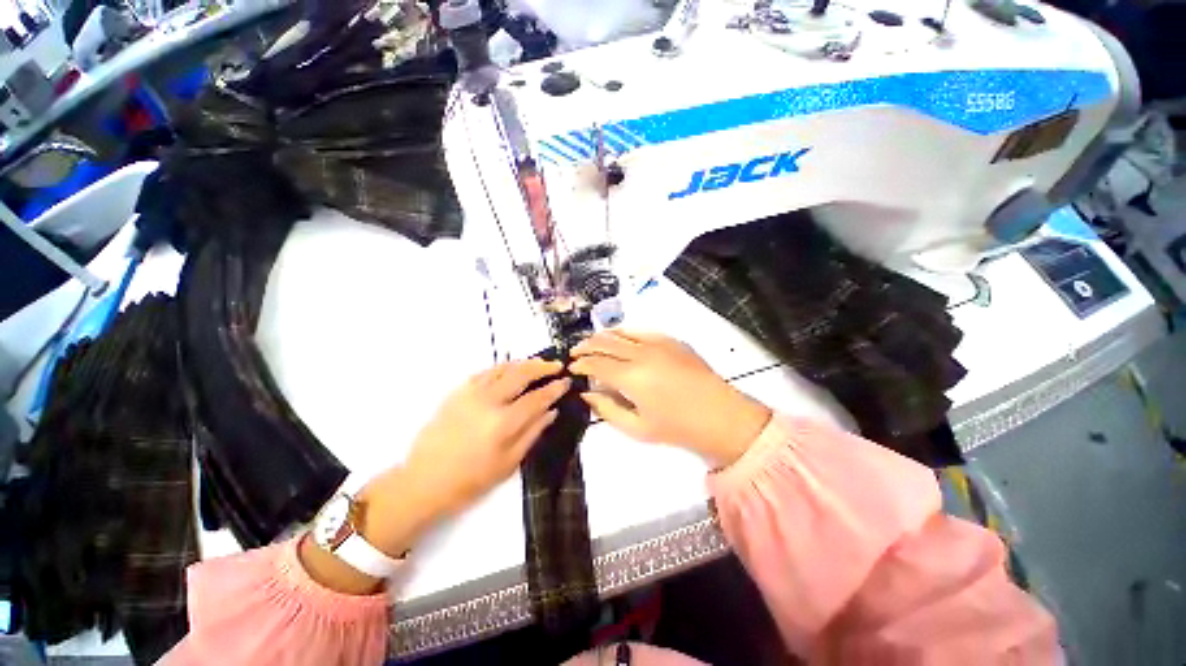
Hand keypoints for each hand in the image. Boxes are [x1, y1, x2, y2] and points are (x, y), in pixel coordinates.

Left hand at [396, 358, 569, 518]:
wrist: (424, 481)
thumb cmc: (470, 480)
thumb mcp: (509, 463)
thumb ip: (532, 432)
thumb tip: (551, 411)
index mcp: (504, 423)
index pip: (537, 398)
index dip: (554, 388)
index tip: (566, 381)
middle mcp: (488, 401)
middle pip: (521, 374)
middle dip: (542, 367)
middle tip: (556, 365)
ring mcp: (471, 393)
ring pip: (503, 368)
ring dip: (523, 363)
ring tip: (537, 363)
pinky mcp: (457, 392)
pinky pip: (484, 372)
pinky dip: (502, 367)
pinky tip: (510, 369)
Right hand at [571, 331, 770, 466]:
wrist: (721, 416)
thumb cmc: (677, 428)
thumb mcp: (636, 428)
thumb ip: (607, 409)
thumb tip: (587, 393)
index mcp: (631, 377)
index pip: (595, 364)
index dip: (580, 364)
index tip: (571, 367)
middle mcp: (641, 353)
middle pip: (605, 342)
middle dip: (586, 346)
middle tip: (576, 352)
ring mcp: (658, 343)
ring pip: (621, 332)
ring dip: (603, 336)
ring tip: (593, 343)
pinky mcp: (671, 340)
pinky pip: (641, 331)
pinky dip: (625, 333)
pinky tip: (621, 339)